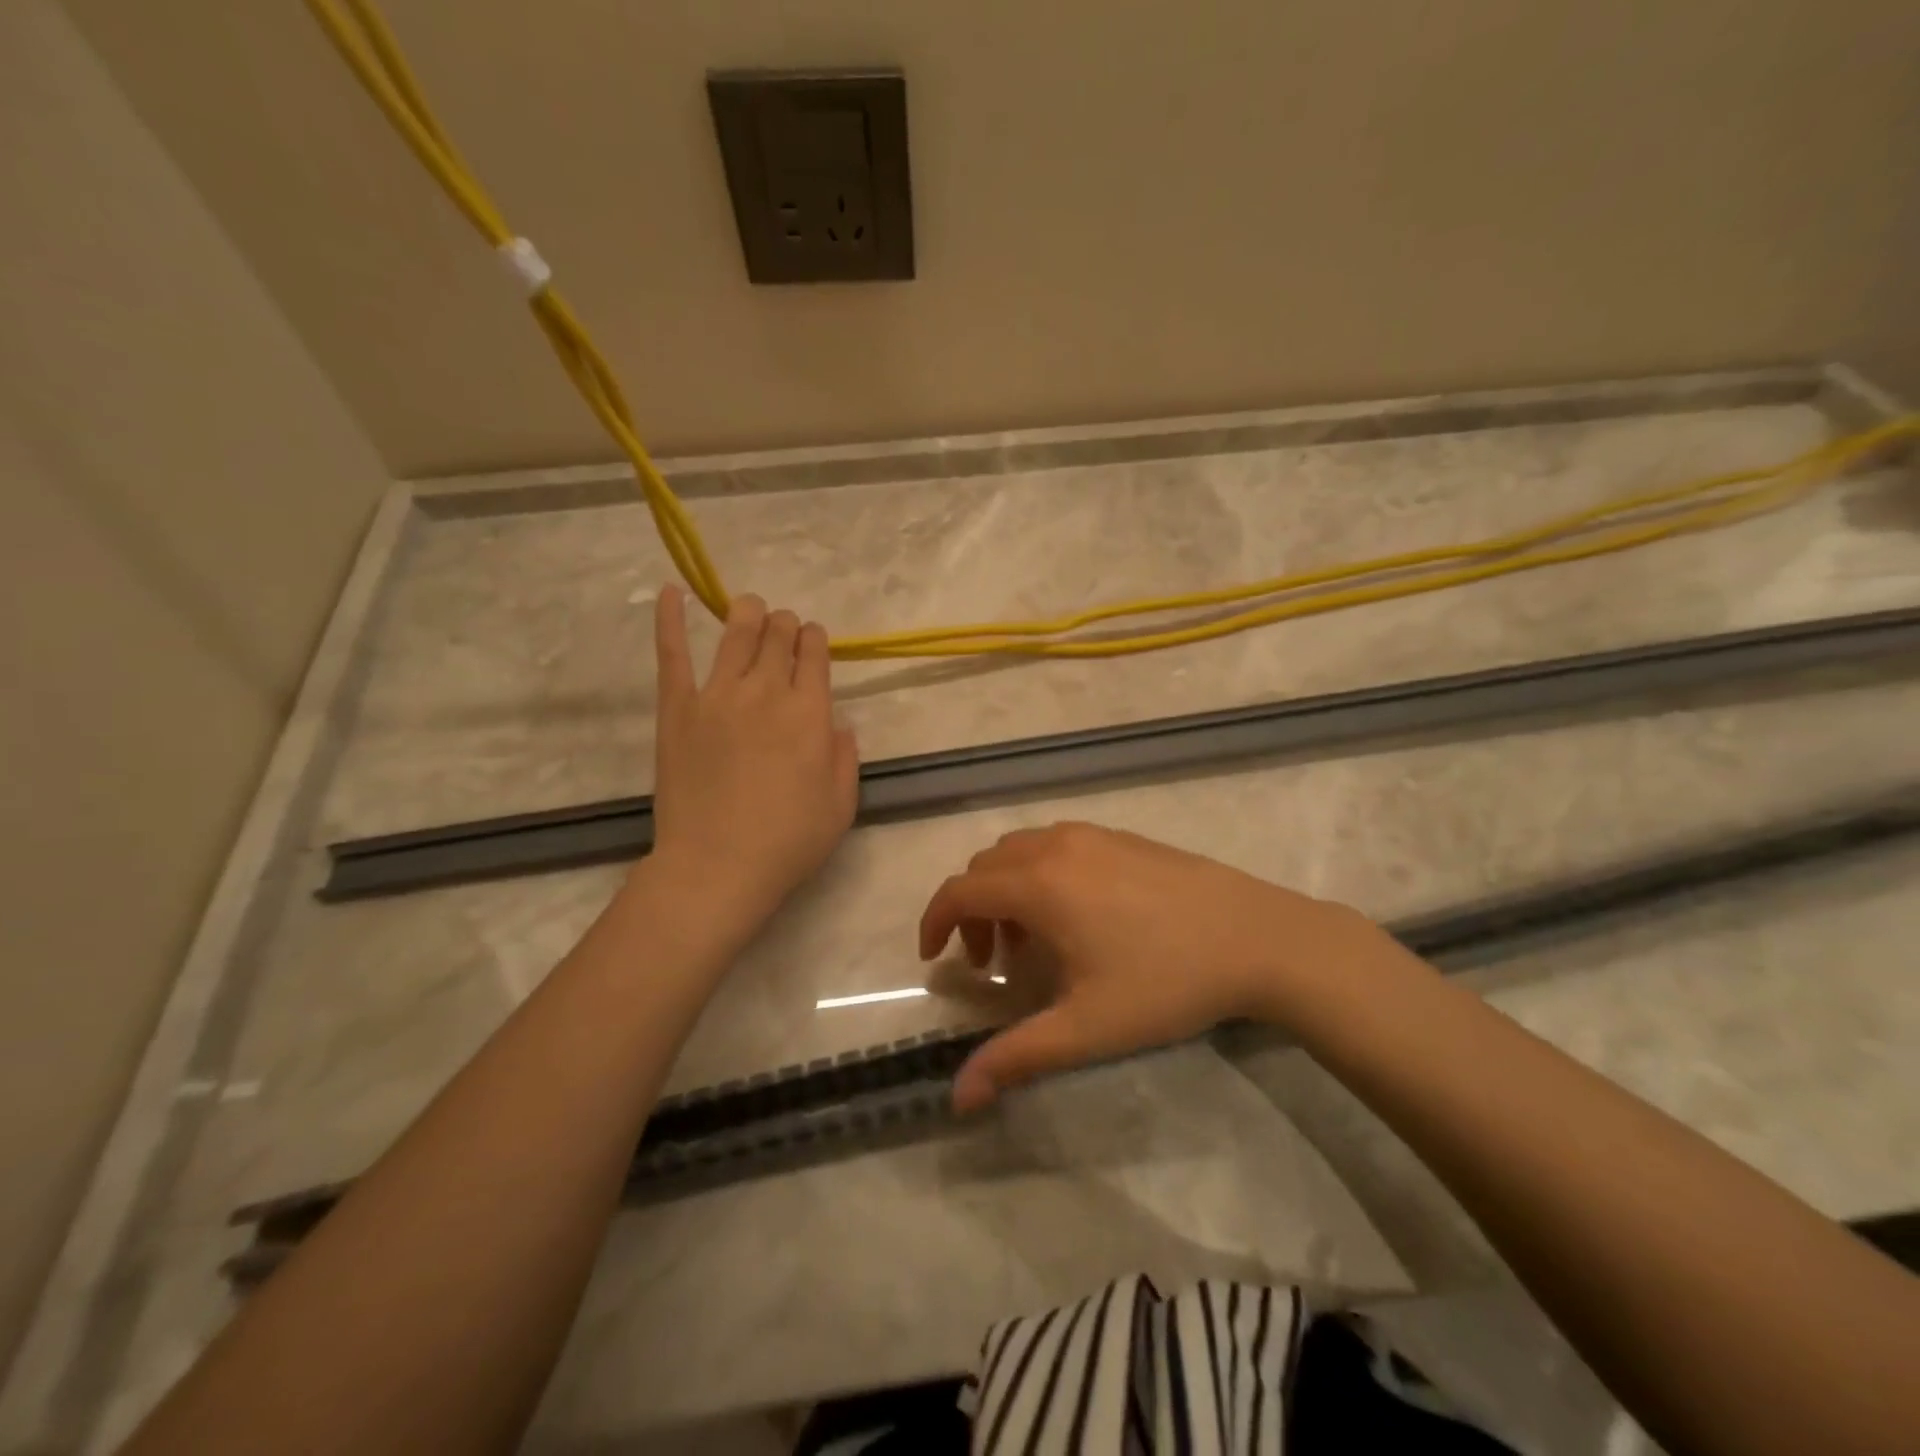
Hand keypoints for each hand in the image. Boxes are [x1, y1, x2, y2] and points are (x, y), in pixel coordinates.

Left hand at [648, 586, 858, 918]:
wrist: (717, 866)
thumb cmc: (788, 842)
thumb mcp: (842, 805)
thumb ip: (846, 757)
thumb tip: (837, 723)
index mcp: (811, 712)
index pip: (815, 653)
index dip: (816, 641)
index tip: (813, 644)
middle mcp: (767, 691)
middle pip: (778, 635)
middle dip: (786, 626)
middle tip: (784, 632)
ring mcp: (717, 695)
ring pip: (735, 633)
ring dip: (747, 614)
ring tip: (750, 608)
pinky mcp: (677, 708)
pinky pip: (672, 654)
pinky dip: (669, 619)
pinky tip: (669, 591)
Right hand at [919, 822, 1388, 1111]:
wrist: (1257, 938)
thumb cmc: (1165, 982)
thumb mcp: (1086, 1028)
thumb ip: (1016, 1058)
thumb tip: (958, 1099)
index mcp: (1038, 885)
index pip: (959, 891)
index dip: (935, 922)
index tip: (935, 959)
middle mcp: (1056, 847)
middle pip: (985, 867)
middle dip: (973, 912)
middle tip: (993, 963)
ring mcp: (1092, 835)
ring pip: (1020, 850)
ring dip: (1007, 890)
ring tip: (1033, 941)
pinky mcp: (1121, 836)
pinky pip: (1056, 844)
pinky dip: (1040, 873)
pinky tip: (1076, 915)